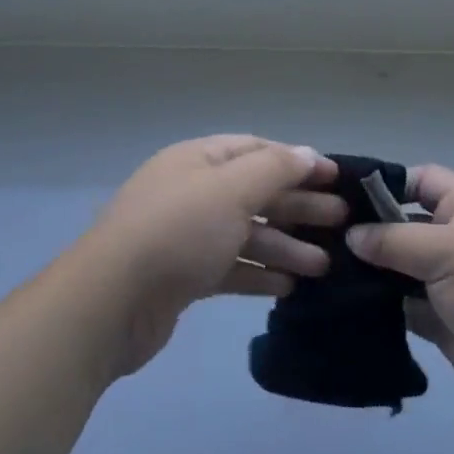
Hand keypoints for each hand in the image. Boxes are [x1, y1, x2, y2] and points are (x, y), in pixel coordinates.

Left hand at [80, 135, 340, 376]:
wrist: (111, 303)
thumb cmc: (178, 231)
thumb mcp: (231, 189)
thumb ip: (275, 168)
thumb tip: (309, 153)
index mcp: (198, 160)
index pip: (256, 150)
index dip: (298, 161)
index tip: (336, 177)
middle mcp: (192, 192)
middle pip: (255, 192)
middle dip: (299, 206)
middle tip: (342, 223)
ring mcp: (187, 236)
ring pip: (247, 233)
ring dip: (286, 246)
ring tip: (325, 265)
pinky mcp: (184, 276)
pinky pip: (231, 267)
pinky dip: (260, 273)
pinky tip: (290, 287)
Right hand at [347, 165, 453, 422]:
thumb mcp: (448, 250)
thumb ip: (395, 240)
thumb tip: (351, 235)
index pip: (421, 180)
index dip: (387, 182)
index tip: (342, 195)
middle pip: (404, 224)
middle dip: (368, 230)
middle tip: (319, 235)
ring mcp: (446, 282)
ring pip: (398, 268)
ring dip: (368, 271)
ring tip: (322, 270)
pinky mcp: (440, 321)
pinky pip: (401, 307)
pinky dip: (377, 307)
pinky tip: (341, 305)